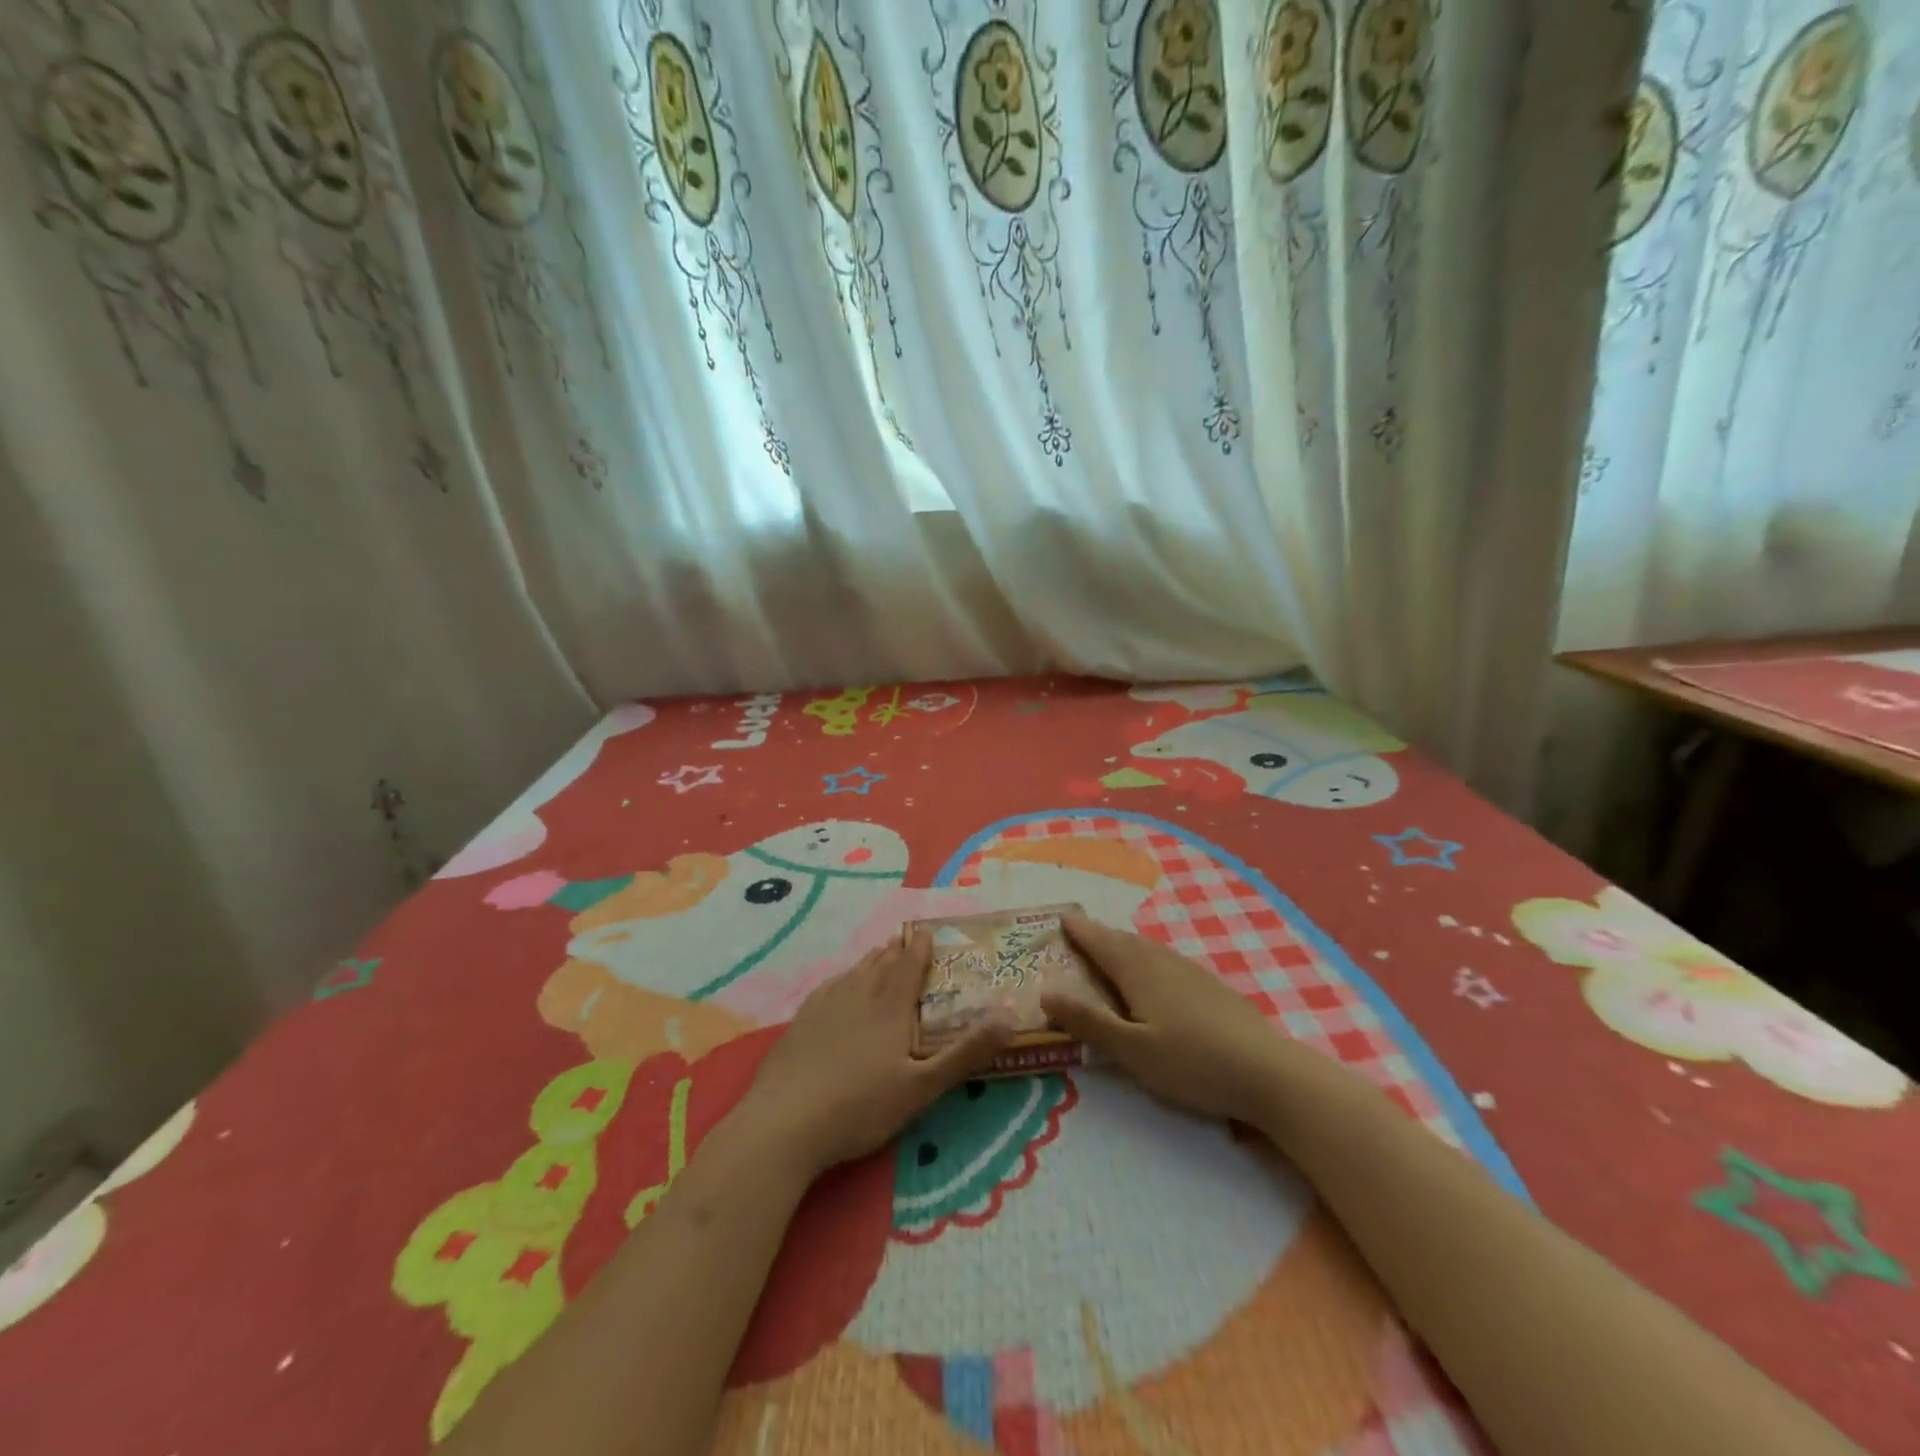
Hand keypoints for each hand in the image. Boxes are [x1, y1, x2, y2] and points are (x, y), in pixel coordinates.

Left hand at [736, 931, 1013, 1178]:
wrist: (785, 1122)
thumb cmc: (861, 1105)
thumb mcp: (922, 1086)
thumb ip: (965, 1053)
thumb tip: (1007, 1018)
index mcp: (890, 1006)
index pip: (909, 967)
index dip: (920, 948)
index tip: (928, 932)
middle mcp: (858, 995)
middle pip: (881, 965)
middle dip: (897, 951)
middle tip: (906, 939)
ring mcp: (825, 1006)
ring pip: (854, 973)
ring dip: (870, 961)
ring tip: (880, 953)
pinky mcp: (800, 1023)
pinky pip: (828, 988)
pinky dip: (842, 979)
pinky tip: (839, 984)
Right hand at [1042, 914, 1284, 1123]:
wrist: (1267, 1072)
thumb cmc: (1191, 1063)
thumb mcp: (1132, 1051)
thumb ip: (1089, 1022)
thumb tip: (1046, 991)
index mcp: (1138, 972)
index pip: (1101, 943)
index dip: (1080, 930)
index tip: (1062, 916)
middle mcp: (1162, 962)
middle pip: (1124, 941)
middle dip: (1100, 934)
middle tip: (1080, 930)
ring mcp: (1191, 972)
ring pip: (1149, 949)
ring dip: (1124, 944)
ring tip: (1111, 946)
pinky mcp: (1212, 987)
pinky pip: (1167, 960)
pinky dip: (1148, 957)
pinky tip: (1156, 973)